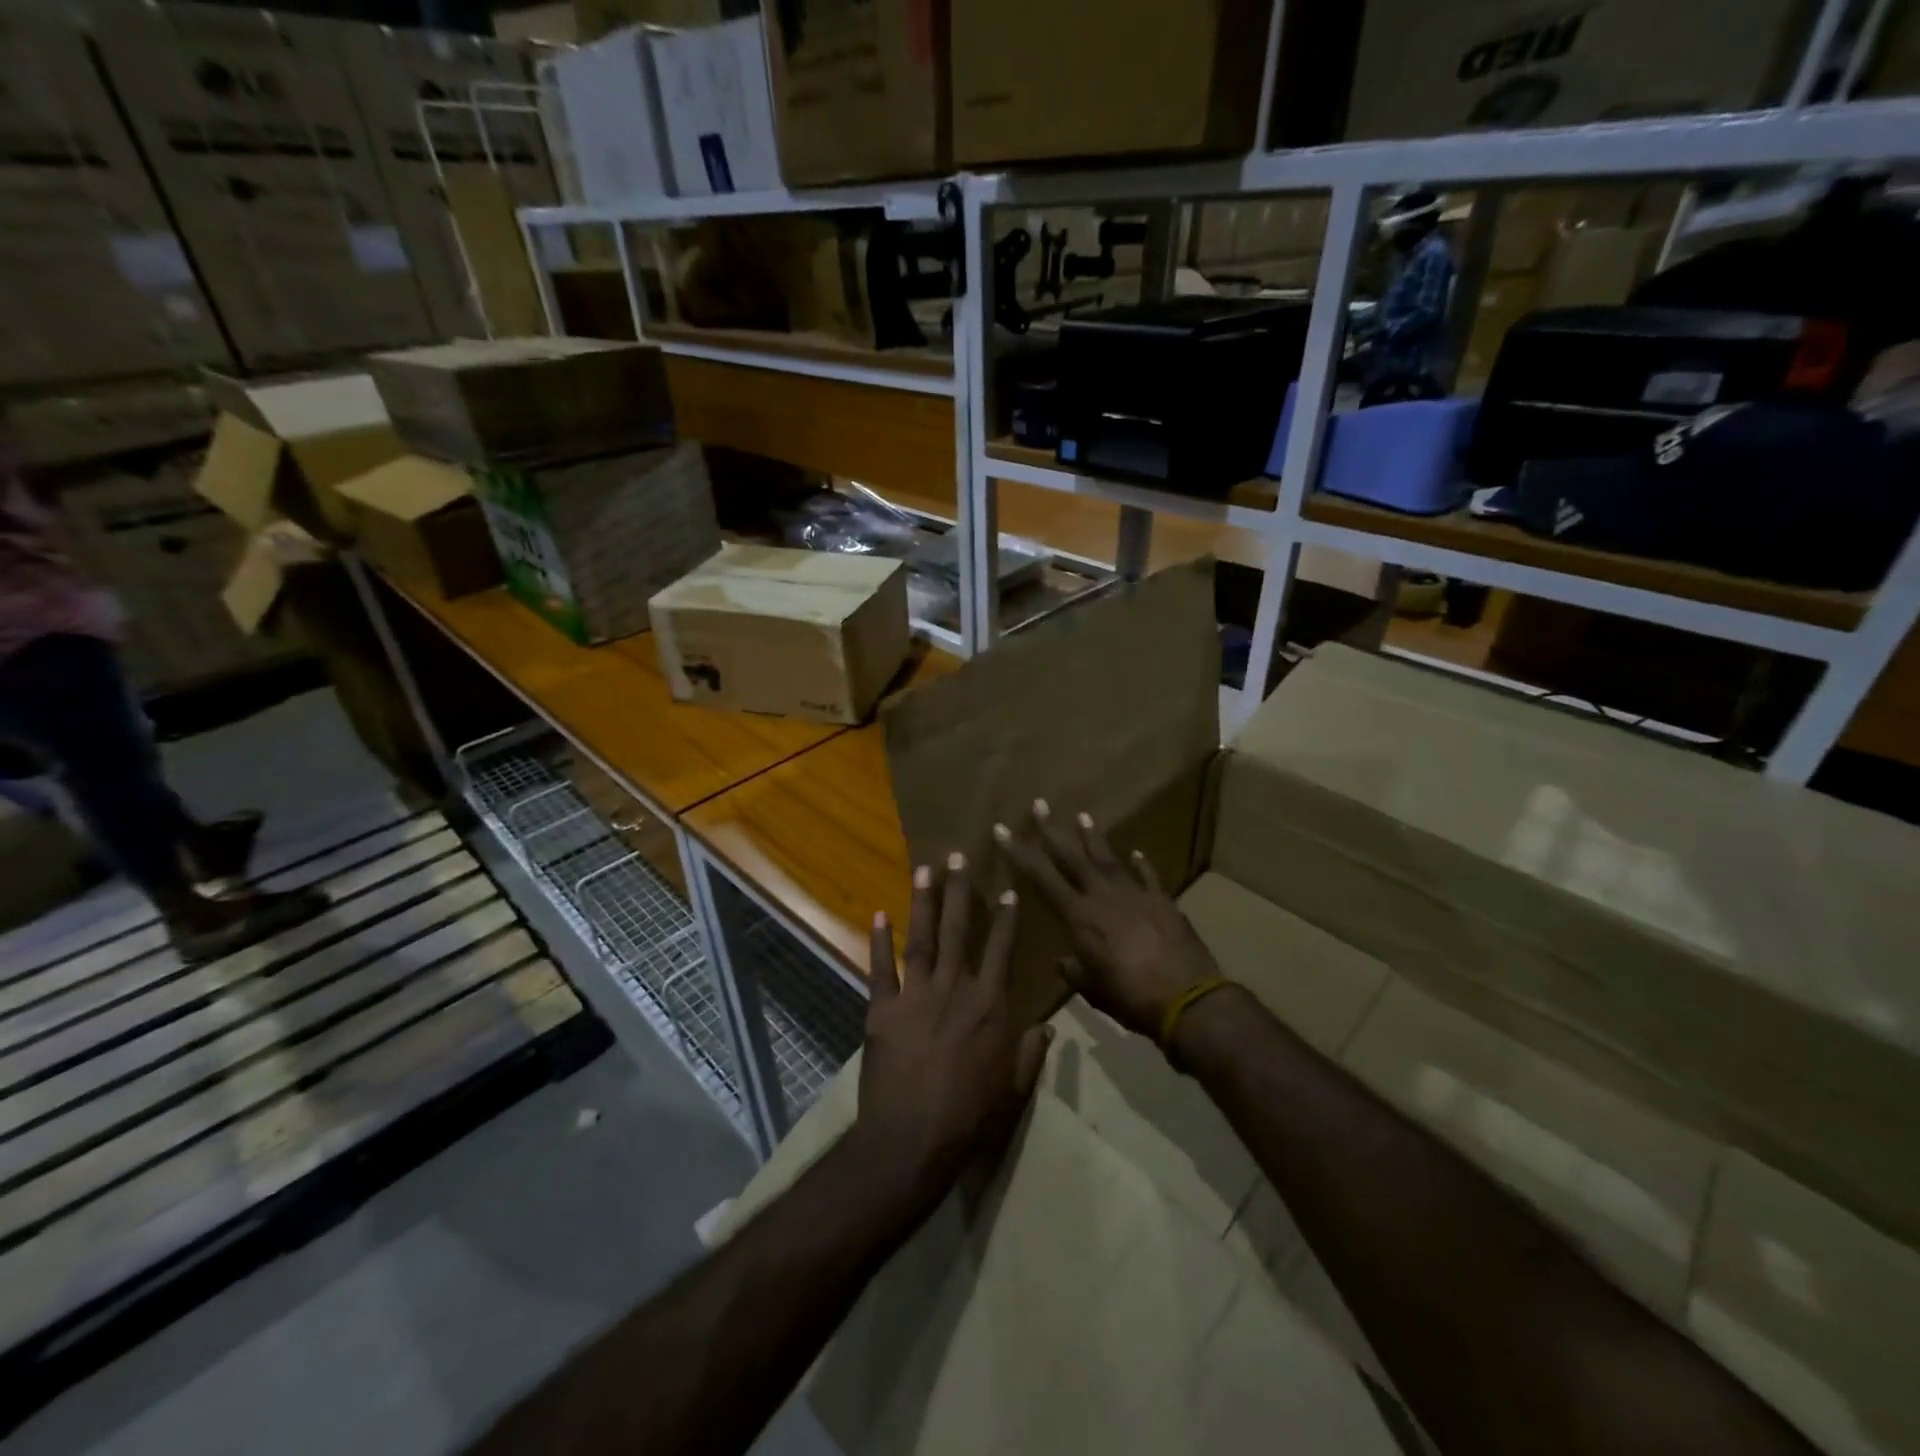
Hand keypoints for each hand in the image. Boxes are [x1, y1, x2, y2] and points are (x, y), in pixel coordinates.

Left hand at [853, 854, 1051, 1214]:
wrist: (914, 1138)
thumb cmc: (971, 1116)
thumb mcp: (1013, 1088)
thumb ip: (1030, 1054)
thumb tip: (1047, 1028)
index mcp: (990, 1005)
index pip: (1001, 950)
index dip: (1005, 918)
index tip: (1007, 889)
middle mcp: (955, 988)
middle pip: (958, 930)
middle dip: (960, 891)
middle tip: (959, 856)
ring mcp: (916, 995)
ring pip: (921, 938)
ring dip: (923, 902)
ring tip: (925, 870)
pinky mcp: (883, 1010)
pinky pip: (881, 969)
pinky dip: (878, 941)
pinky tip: (878, 914)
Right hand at [994, 801, 1219, 1041]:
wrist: (1187, 1000)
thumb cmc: (1131, 998)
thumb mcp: (1093, 990)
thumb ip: (1075, 971)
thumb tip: (1064, 962)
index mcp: (1080, 917)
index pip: (1042, 878)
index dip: (1019, 853)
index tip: (1001, 830)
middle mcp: (1103, 897)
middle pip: (1072, 857)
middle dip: (1052, 830)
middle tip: (1039, 804)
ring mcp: (1135, 895)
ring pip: (1109, 859)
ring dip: (1093, 837)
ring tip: (1083, 816)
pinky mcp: (1163, 902)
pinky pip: (1149, 877)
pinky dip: (1142, 865)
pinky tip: (1137, 853)